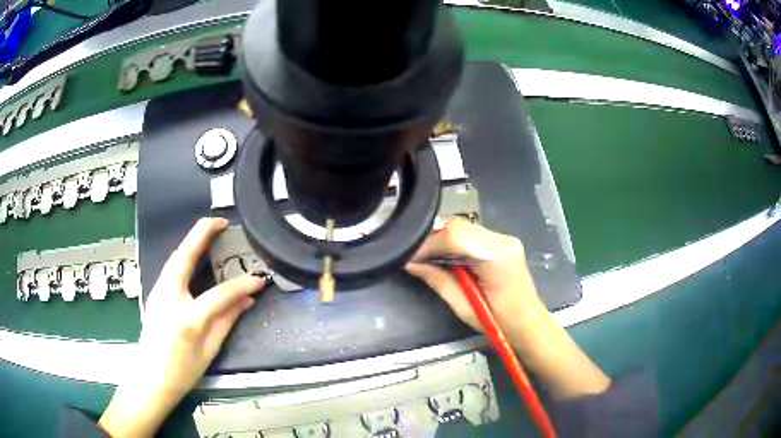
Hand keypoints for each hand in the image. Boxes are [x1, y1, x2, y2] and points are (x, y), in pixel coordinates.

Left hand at [99, 218, 266, 436]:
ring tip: (209, 232)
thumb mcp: (210, 349)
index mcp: (187, 319)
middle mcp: (168, 298)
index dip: (241, 285)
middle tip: (221, 222)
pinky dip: (184, 255)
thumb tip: (246, 300)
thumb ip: (227, 320)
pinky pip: (170, 267)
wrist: (151, 378)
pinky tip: (194, 255)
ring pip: (174, 258)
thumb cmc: (182, 371)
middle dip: (201, 233)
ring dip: (192, 241)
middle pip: (184, 257)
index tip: (258, 279)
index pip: (219, 294)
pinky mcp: (154, 293)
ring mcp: (157, 292)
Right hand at [406, 218, 609, 398]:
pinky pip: (471, 234)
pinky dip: (454, 241)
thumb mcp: (464, 307)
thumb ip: (438, 280)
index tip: (408, 256)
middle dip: (432, 238)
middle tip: (414, 256)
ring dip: (442, 239)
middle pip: (459, 226)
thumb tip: (410, 263)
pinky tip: (445, 255)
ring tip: (426, 257)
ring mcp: (505, 239)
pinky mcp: (503, 242)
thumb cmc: (499, 324)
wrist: (529, 324)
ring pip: (464, 227)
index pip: (455, 236)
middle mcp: (503, 240)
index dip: (427, 243)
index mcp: (497, 257)